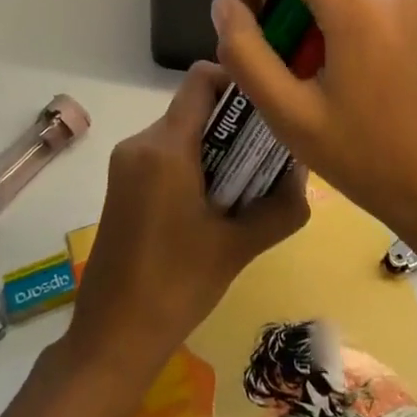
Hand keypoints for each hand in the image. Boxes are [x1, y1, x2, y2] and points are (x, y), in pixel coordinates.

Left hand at [65, 62, 308, 388]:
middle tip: (271, 155)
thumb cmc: (177, 286)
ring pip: (184, 132)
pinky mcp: (123, 184)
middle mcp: (140, 143)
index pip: (203, 79)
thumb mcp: (239, 246)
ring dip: (218, 148)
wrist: (112, 337)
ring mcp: (126, 164)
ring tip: (248, 186)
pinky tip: (216, 203)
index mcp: (166, 147)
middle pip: (197, 107)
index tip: (270, 108)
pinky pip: (167, 154)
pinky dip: (196, 164)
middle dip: (237, 124)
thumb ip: (281, 205)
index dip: (239, 82)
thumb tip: (304, 171)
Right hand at [210, 0, 416, 250]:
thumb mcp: (289, 114)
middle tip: (266, 44)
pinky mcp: (415, 11)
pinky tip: (328, 59)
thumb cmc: (365, 158)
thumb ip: (245, 52)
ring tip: (296, 57)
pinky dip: (330, 4)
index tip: (241, 22)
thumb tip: (224, 4)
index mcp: (354, 3)